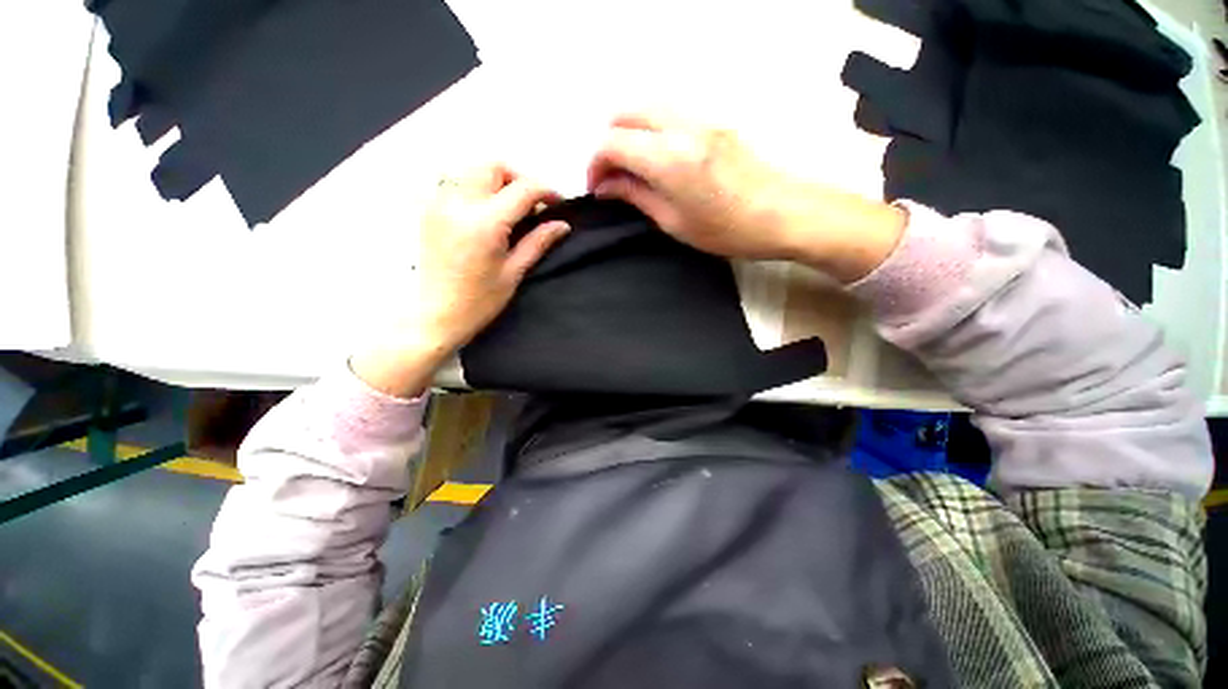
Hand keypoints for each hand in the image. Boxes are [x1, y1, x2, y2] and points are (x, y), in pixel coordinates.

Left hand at [351, 164, 568, 397]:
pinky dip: (477, 188)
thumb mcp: (514, 273)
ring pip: (473, 170)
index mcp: (486, 223)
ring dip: (497, 181)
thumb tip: (562, 224)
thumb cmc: (479, 302)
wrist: (433, 315)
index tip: (558, 203)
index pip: (523, 189)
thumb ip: (538, 242)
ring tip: (510, 208)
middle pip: (493, 166)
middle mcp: (459, 204)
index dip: (546, 191)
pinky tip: (486, 213)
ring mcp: (439, 204)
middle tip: (532, 204)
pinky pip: (456, 183)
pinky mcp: (429, 210)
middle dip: (519, 178)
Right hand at [587, 111, 906, 281]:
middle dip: (609, 142)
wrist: (782, 213)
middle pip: (625, 112)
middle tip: (612, 176)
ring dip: (629, 132)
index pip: (613, 143)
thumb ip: (636, 196)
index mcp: (668, 158)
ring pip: (646, 106)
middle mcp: (680, 126)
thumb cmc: (726, 230)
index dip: (596, 165)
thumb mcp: (673, 222)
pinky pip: (669, 111)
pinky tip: (657, 157)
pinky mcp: (713, 120)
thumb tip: (606, 185)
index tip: (597, 189)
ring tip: (632, 167)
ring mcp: (700, 118)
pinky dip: (651, 128)